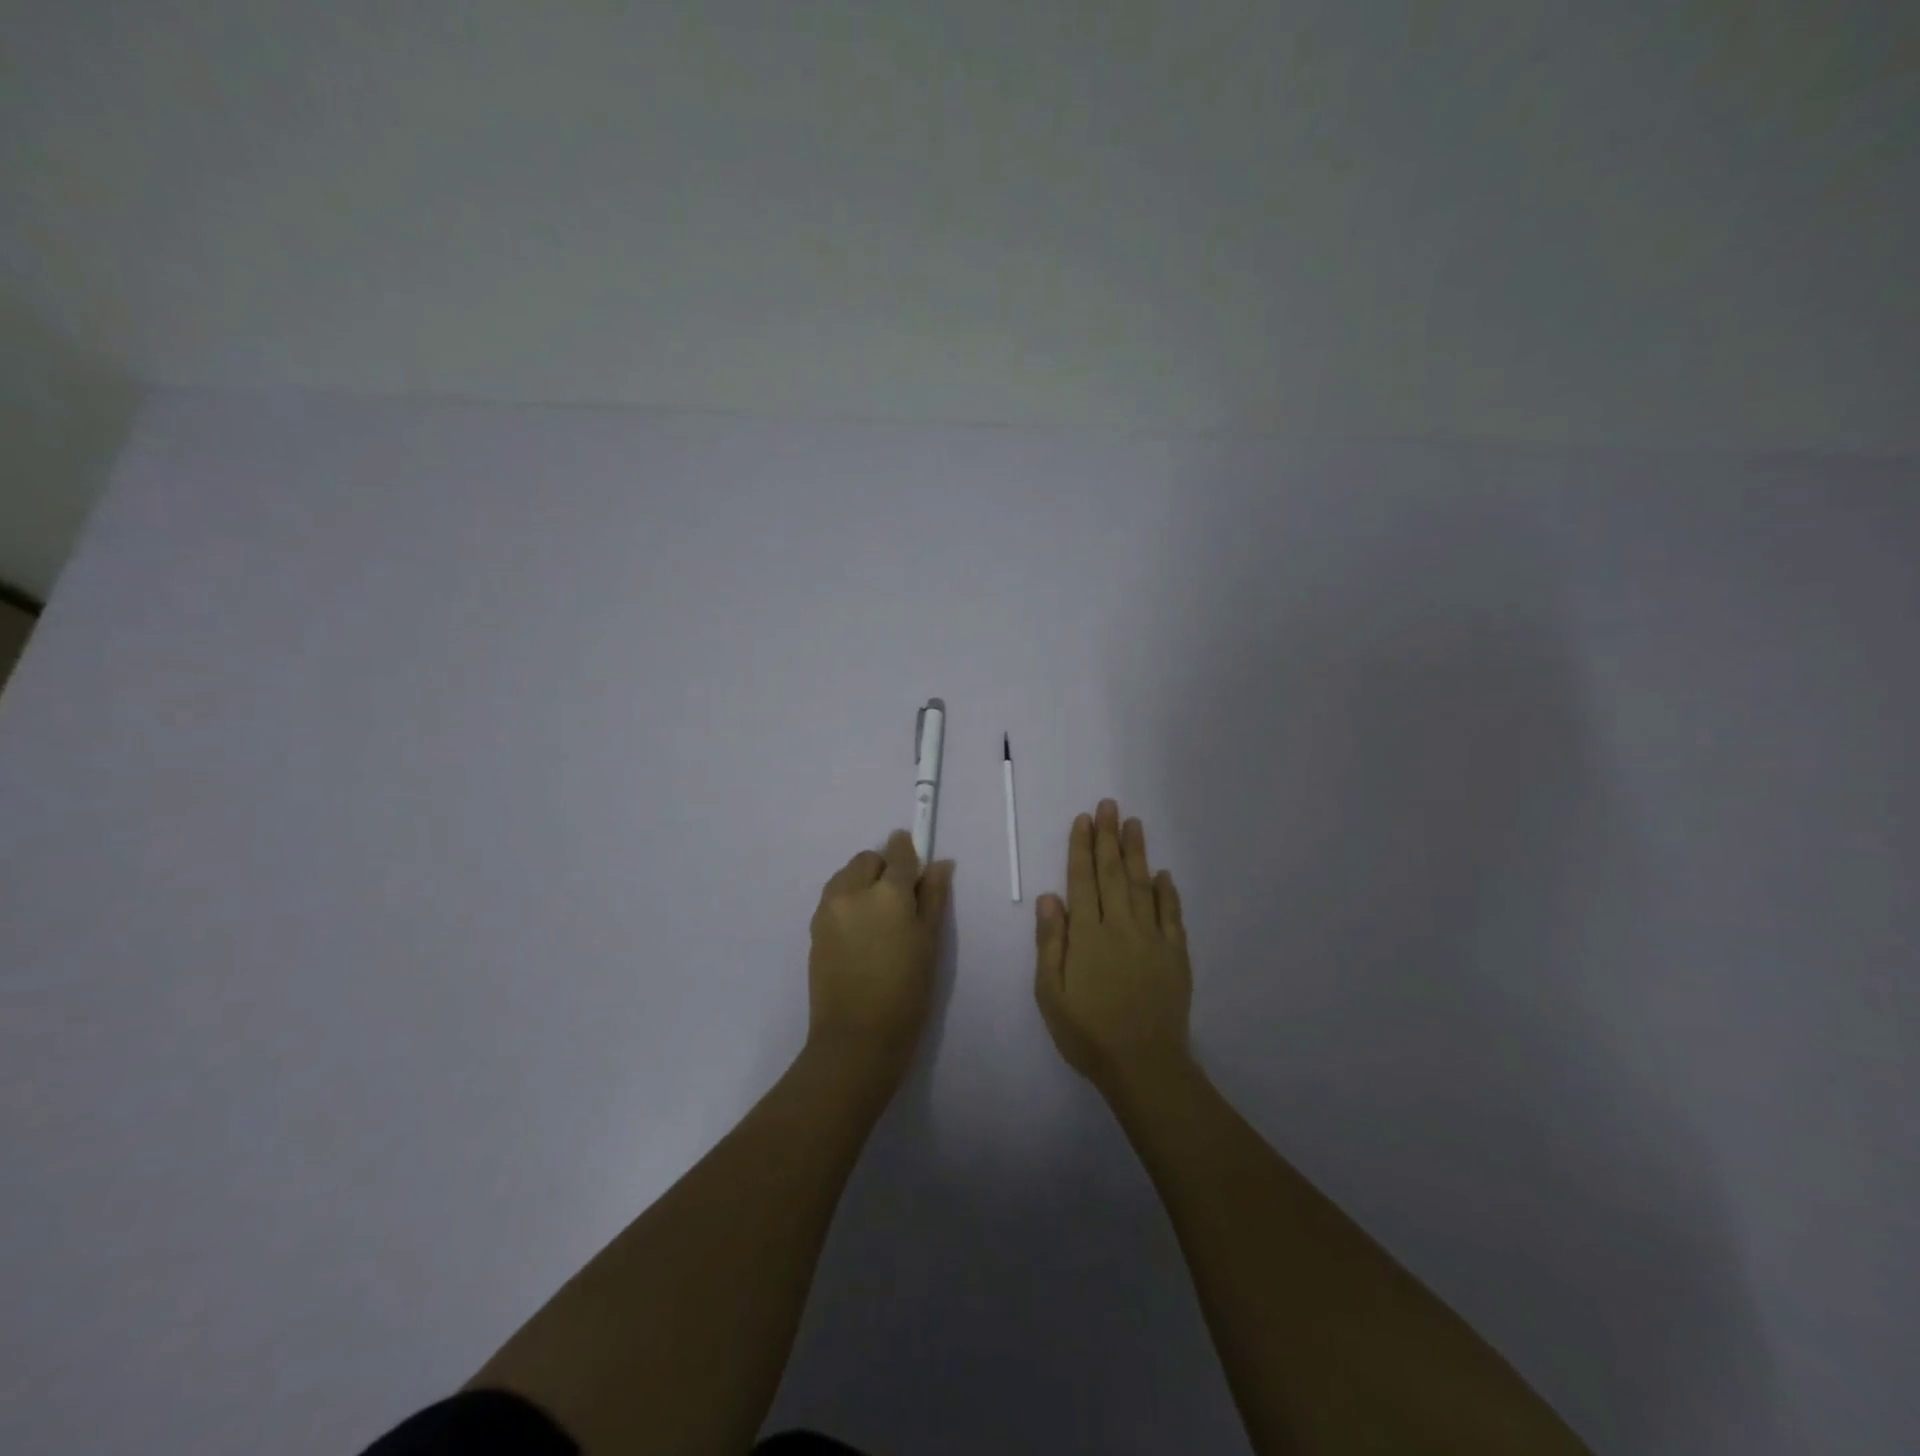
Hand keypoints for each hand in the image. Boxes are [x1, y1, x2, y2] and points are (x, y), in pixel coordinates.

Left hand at [807, 830, 954, 1085]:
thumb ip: (933, 897)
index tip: (916, 862)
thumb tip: (940, 864)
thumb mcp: (929, 943)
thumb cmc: (906, 992)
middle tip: (900, 902)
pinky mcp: (814, 928)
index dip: (909, 851)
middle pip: (868, 859)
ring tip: (878, 918)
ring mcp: (828, 909)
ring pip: (846, 875)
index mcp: (887, 892)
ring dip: (862, 882)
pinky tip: (860, 933)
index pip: (899, 853)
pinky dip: (847, 901)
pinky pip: (833, 897)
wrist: (856, 1038)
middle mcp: (852, 891)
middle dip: (884, 868)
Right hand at [1034, 799, 1191, 1096]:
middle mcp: (1120, 926)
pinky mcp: (1176, 955)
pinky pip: (1172, 915)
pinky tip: (1164, 874)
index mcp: (1088, 935)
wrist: (1144, 1065)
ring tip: (1134, 823)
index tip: (1084, 819)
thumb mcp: (1051, 993)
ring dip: (1137, 852)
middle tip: (1109, 805)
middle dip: (1109, 837)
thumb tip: (1049, 897)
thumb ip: (1050, 943)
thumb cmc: (1088, 1032)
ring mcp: (1152, 939)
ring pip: (1143, 885)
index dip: (1081, 847)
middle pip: (1113, 873)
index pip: (1082, 880)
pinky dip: (1168, 892)